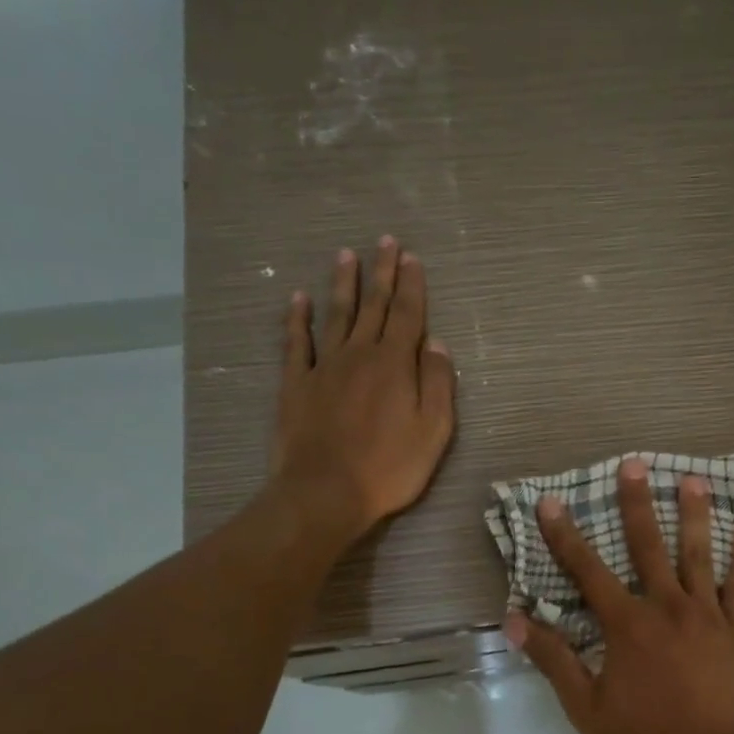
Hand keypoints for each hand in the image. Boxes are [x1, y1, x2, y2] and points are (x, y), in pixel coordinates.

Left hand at [269, 237, 455, 544]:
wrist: (324, 492)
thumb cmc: (389, 467)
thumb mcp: (434, 431)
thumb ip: (438, 383)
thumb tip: (437, 343)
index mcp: (395, 364)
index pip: (408, 315)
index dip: (412, 285)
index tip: (412, 258)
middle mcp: (359, 354)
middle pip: (374, 306)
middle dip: (382, 273)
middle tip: (385, 241)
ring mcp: (324, 367)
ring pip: (336, 315)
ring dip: (344, 284)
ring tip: (347, 255)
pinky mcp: (295, 384)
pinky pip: (296, 342)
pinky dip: (297, 318)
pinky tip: (298, 298)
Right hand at [506, 458, 733, 733]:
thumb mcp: (586, 708)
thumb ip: (553, 659)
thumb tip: (514, 619)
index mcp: (626, 626)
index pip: (587, 571)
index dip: (565, 535)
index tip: (552, 501)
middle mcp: (666, 609)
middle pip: (648, 547)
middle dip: (637, 504)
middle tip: (634, 464)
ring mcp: (706, 618)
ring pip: (700, 556)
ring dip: (696, 515)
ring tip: (694, 479)